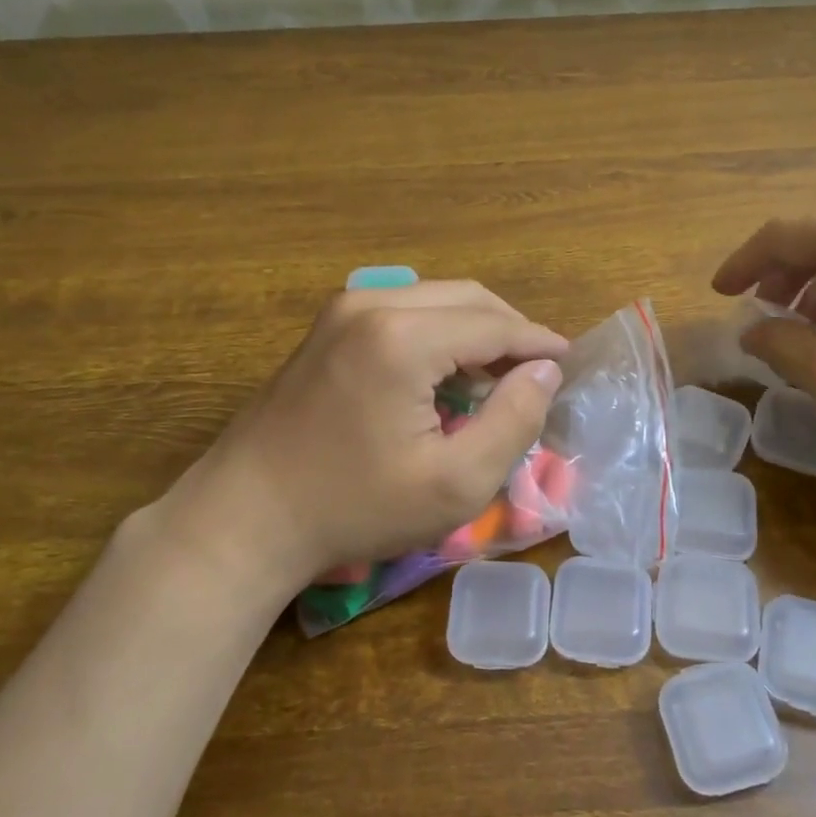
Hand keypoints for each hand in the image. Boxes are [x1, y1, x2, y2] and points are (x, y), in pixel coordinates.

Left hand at [140, 282, 567, 595]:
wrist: (245, 517)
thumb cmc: (354, 508)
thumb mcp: (454, 483)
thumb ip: (513, 421)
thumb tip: (545, 372)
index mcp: (403, 336)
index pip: (495, 325)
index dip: (540, 343)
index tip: (570, 363)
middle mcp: (372, 303)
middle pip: (468, 299)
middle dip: (511, 330)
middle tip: (538, 372)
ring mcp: (342, 310)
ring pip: (437, 299)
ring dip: (477, 329)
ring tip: (499, 375)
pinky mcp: (327, 327)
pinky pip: (405, 310)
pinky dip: (441, 332)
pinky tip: (448, 372)